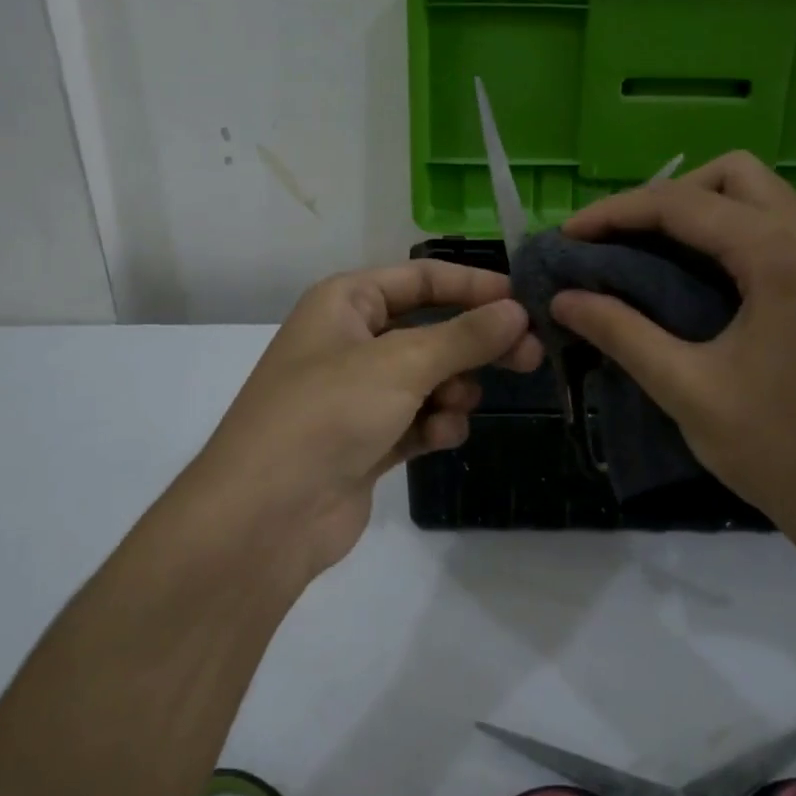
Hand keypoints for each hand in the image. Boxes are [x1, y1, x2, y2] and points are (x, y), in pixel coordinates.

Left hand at [189, 260, 541, 583]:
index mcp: (345, 303)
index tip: (524, 302)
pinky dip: (434, 426)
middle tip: (530, 356)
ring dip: (451, 391)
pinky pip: (417, 419)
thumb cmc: (329, 413)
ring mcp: (357, 394)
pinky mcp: (366, 439)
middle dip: (476, 345)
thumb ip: (465, 336)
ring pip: (429, 378)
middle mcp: (350, 341)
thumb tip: (517, 311)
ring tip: (454, 408)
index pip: (422, 279)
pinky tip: (437, 439)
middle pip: (432, 330)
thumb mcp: (402, 364)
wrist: (265, 516)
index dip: (474, 286)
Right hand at [553, 152, 795, 562]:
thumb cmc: (780, 451)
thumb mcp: (687, 389)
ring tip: (651, 255)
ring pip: (759, 195)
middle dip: (666, 198)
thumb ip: (621, 332)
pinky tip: (700, 277)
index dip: (614, 213)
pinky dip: (731, 233)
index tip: (567, 236)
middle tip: (621, 242)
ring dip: (701, 211)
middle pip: (731, 175)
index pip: (681, 204)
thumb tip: (562, 298)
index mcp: (780, 256)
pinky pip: (779, 227)